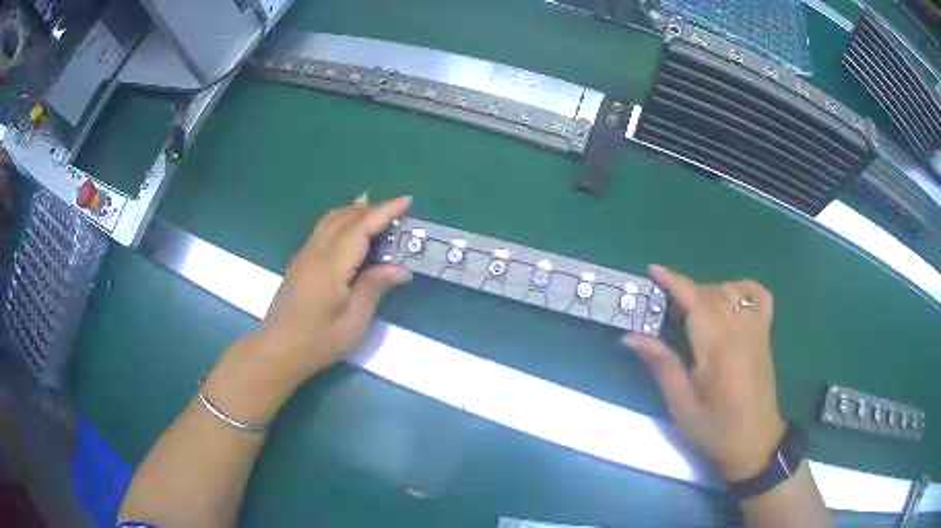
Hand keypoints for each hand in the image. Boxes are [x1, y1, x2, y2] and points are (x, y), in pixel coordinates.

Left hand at [204, 195, 412, 423]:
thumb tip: (400, 269)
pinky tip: (349, 225)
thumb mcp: (353, 321)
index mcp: (330, 265)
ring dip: (355, 211)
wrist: (277, 350)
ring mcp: (304, 255)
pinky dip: (341, 219)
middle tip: (399, 210)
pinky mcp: (300, 262)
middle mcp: (315, 252)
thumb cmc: (317, 341)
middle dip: (373, 208)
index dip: (385, 212)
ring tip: (376, 207)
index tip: (407, 201)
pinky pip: (323, 229)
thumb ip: (374, 288)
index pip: (360, 227)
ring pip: (331, 220)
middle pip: (345, 218)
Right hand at [623, 265, 784, 482]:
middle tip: (665, 310)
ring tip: (693, 313)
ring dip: (708, 293)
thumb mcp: (681, 405)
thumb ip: (662, 365)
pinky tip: (731, 299)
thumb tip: (631, 337)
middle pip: (710, 293)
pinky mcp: (765, 335)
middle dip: (685, 292)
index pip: (694, 300)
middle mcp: (739, 329)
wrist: (755, 443)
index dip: (673, 281)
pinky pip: (759, 296)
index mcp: (717, 346)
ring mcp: (756, 329)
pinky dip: (744, 289)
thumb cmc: (715, 429)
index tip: (653, 270)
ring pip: (731, 291)